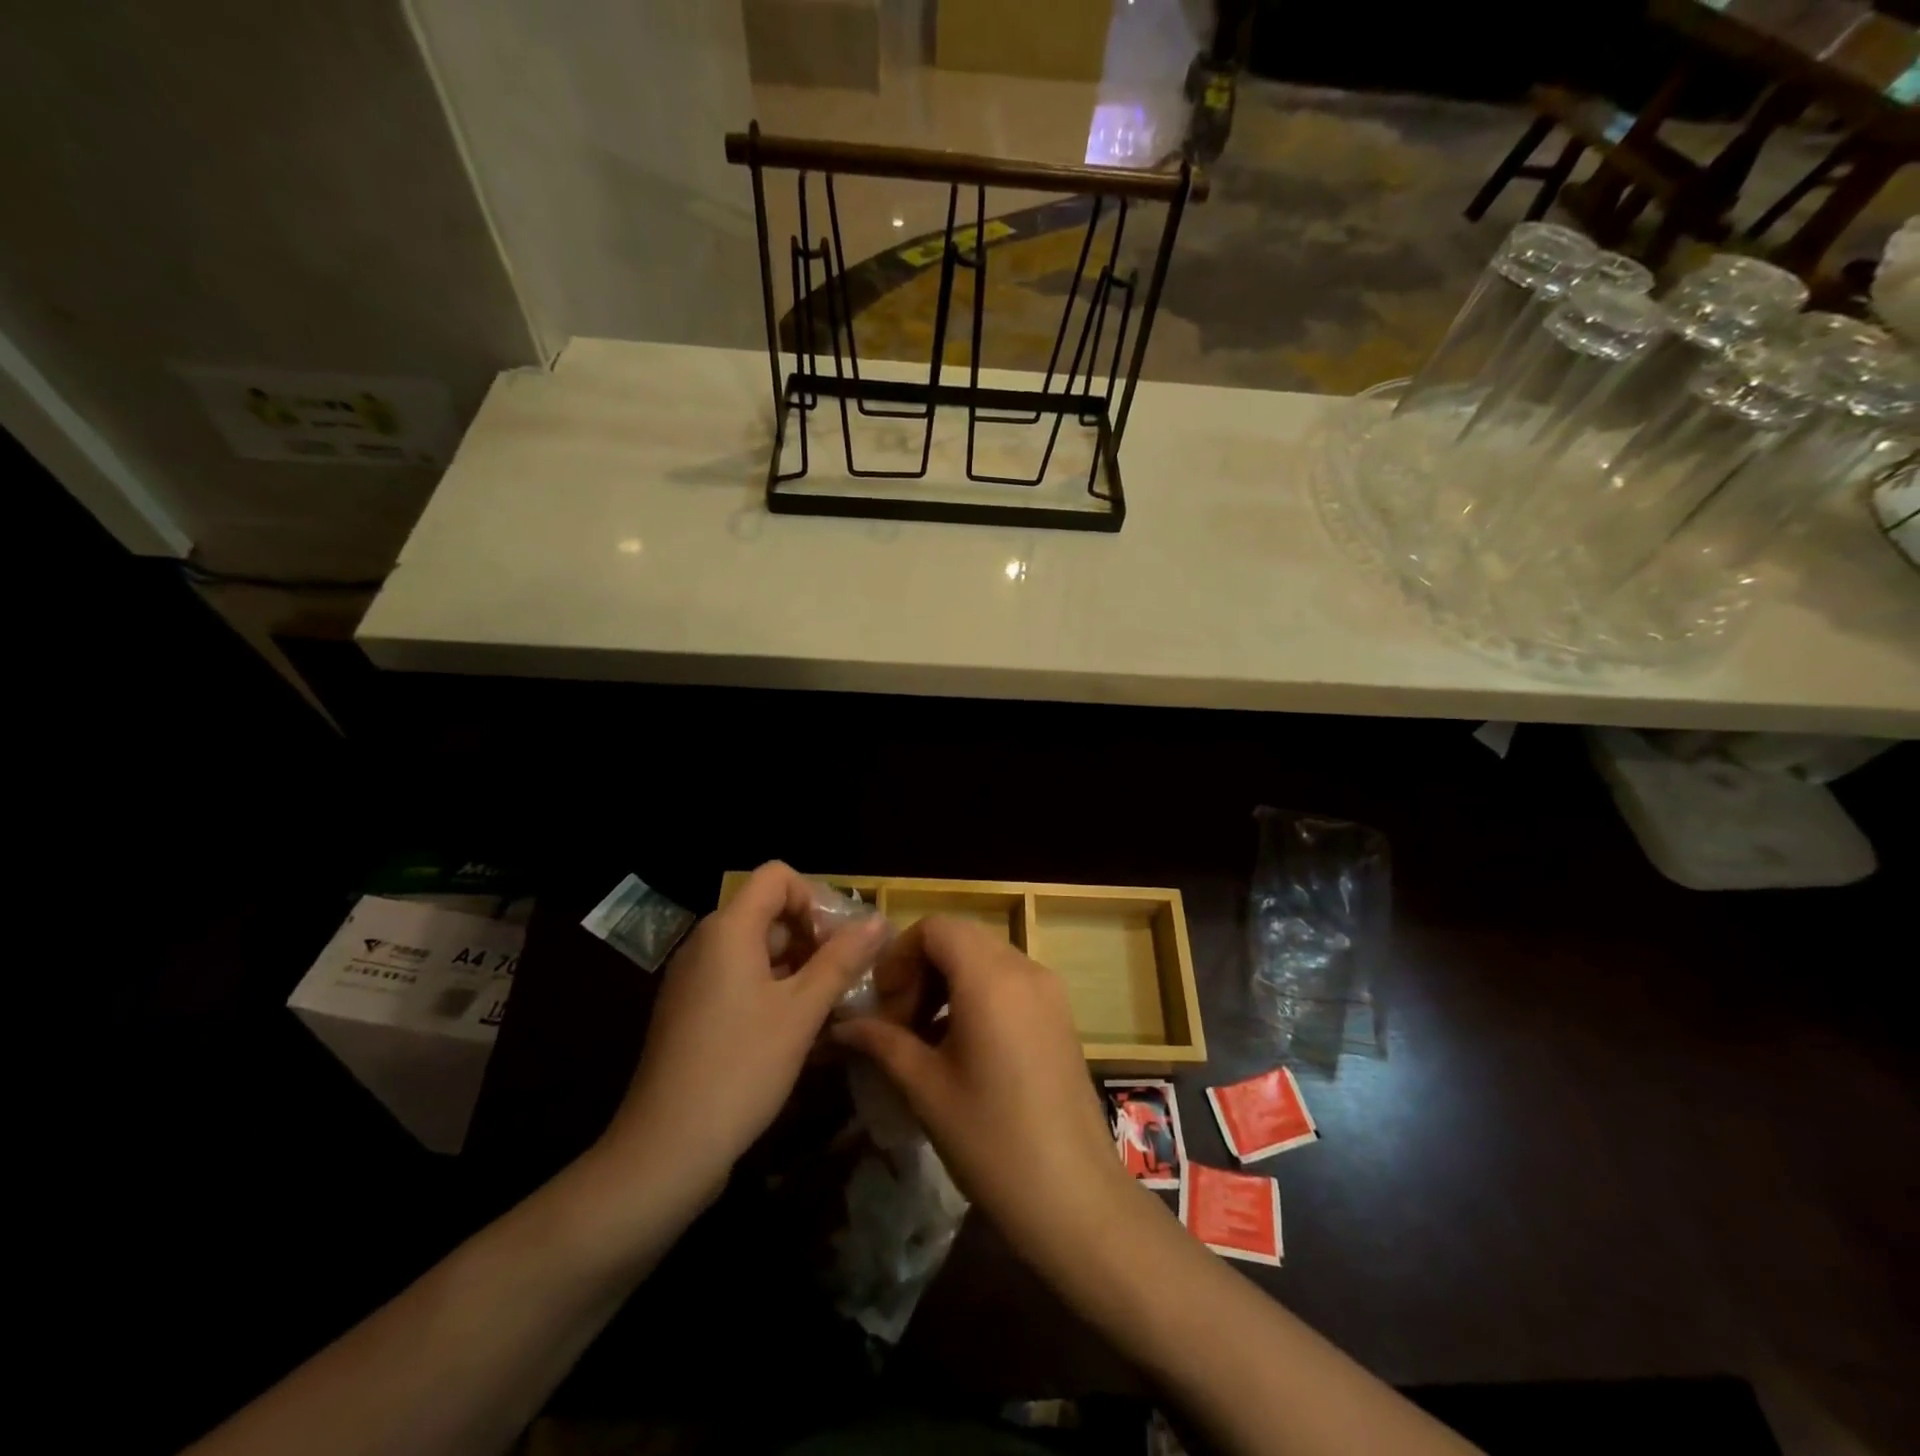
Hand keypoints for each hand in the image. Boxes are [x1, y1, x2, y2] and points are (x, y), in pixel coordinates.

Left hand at [599, 862, 884, 1203]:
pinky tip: (797, 1032)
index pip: (778, 877)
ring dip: (798, 968)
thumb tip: (878, 921)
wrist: (665, 1150)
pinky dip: (773, 992)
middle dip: (813, 938)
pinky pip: (739, 981)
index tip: (840, 943)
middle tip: (846, 979)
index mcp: (728, 930)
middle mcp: (706, 943)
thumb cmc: (740, 1068)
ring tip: (831, 1008)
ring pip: (758, 951)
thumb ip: (842, 959)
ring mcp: (694, 979)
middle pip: (769, 913)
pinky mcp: (691, 1012)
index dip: (815, 898)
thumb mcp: (802, 1011)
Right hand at [832, 917, 1140, 1277]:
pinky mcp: (1060, 1015)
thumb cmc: (992, 1141)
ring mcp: (1049, 991)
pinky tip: (959, 1047)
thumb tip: (844, 1025)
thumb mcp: (927, 1089)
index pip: (936, 927)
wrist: (1075, 1198)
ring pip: (985, 959)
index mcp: (991, 977)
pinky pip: (1009, 982)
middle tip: (897, 1022)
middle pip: (960, 939)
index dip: (900, 955)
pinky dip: (976, 995)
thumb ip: (884, 1043)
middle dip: (921, 969)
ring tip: (922, 1038)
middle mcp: (1025, 969)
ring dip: (947, 983)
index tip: (883, 1002)